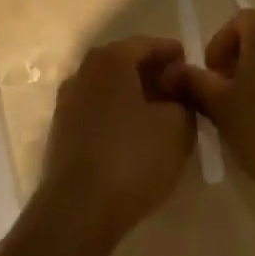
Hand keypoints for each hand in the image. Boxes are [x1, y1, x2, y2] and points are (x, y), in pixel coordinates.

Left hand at [36, 38, 194, 246]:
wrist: (77, 210)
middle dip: (154, 74)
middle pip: (126, 64)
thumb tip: (178, 92)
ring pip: (111, 89)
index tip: (192, 65)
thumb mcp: (177, 128)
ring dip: (135, 97)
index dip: (173, 54)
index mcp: (111, 60)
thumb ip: (184, 101)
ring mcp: (69, 102)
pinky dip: (119, 115)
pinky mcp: (62, 132)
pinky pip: (98, 111)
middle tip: (180, 91)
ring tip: (162, 116)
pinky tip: (136, 137)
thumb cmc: (132, 158)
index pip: (148, 45)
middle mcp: (85, 71)